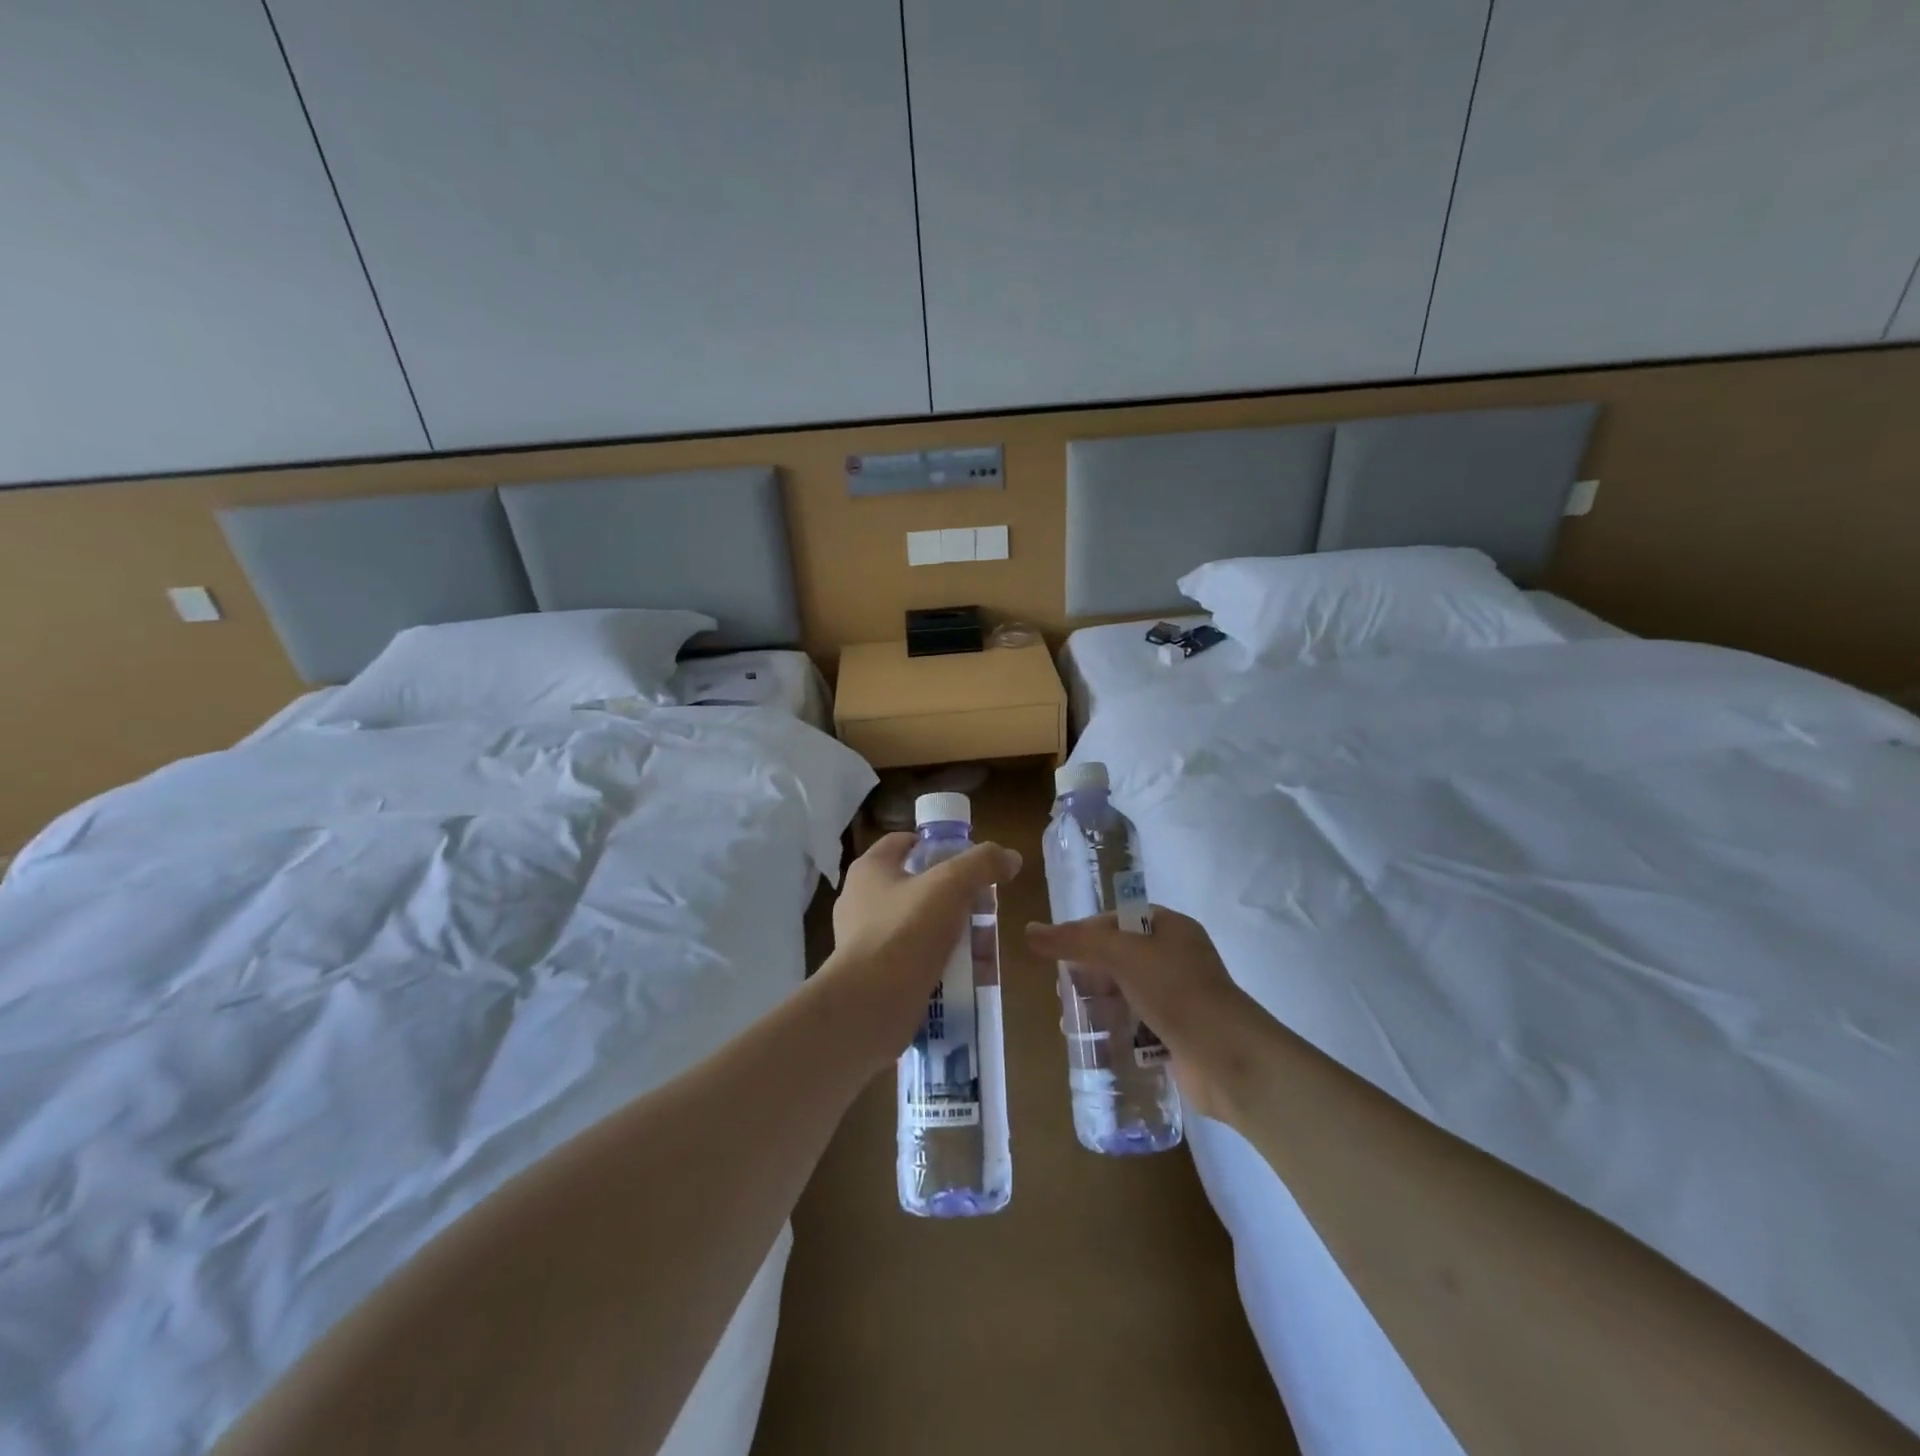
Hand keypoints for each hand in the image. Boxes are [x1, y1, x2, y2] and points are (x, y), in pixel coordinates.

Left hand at [823, 832, 1021, 1068]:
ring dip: (951, 933)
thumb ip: (982, 864)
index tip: (969, 861)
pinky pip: (913, 960)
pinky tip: (967, 975)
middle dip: (955, 896)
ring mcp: (865, 940)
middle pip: (917, 886)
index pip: (904, 842)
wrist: (868, 1005)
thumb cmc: (905, 931)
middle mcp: (861, 900)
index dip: (937, 846)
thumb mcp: (951, 886)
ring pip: (919, 925)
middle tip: (985, 908)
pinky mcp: (874, 975)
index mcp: (871, 869)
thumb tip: (1010, 857)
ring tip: (983, 946)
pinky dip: (939, 963)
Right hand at [1024, 908, 1259, 1120]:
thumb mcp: (1122, 955)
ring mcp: (1179, 998)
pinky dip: (1116, 1030)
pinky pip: (1138, 1025)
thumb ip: (1075, 942)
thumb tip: (1028, 931)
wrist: (1228, 1058)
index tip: (1058, 953)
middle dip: (1088, 972)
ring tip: (1070, 1018)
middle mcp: (1177, 958)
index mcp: (1171, 928)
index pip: (1117, 920)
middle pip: (1119, 957)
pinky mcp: (1178, 1034)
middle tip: (1061, 989)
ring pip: (1126, 993)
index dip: (1086, 933)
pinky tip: (1094, 1041)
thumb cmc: (1177, 992)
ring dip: (1098, 1003)